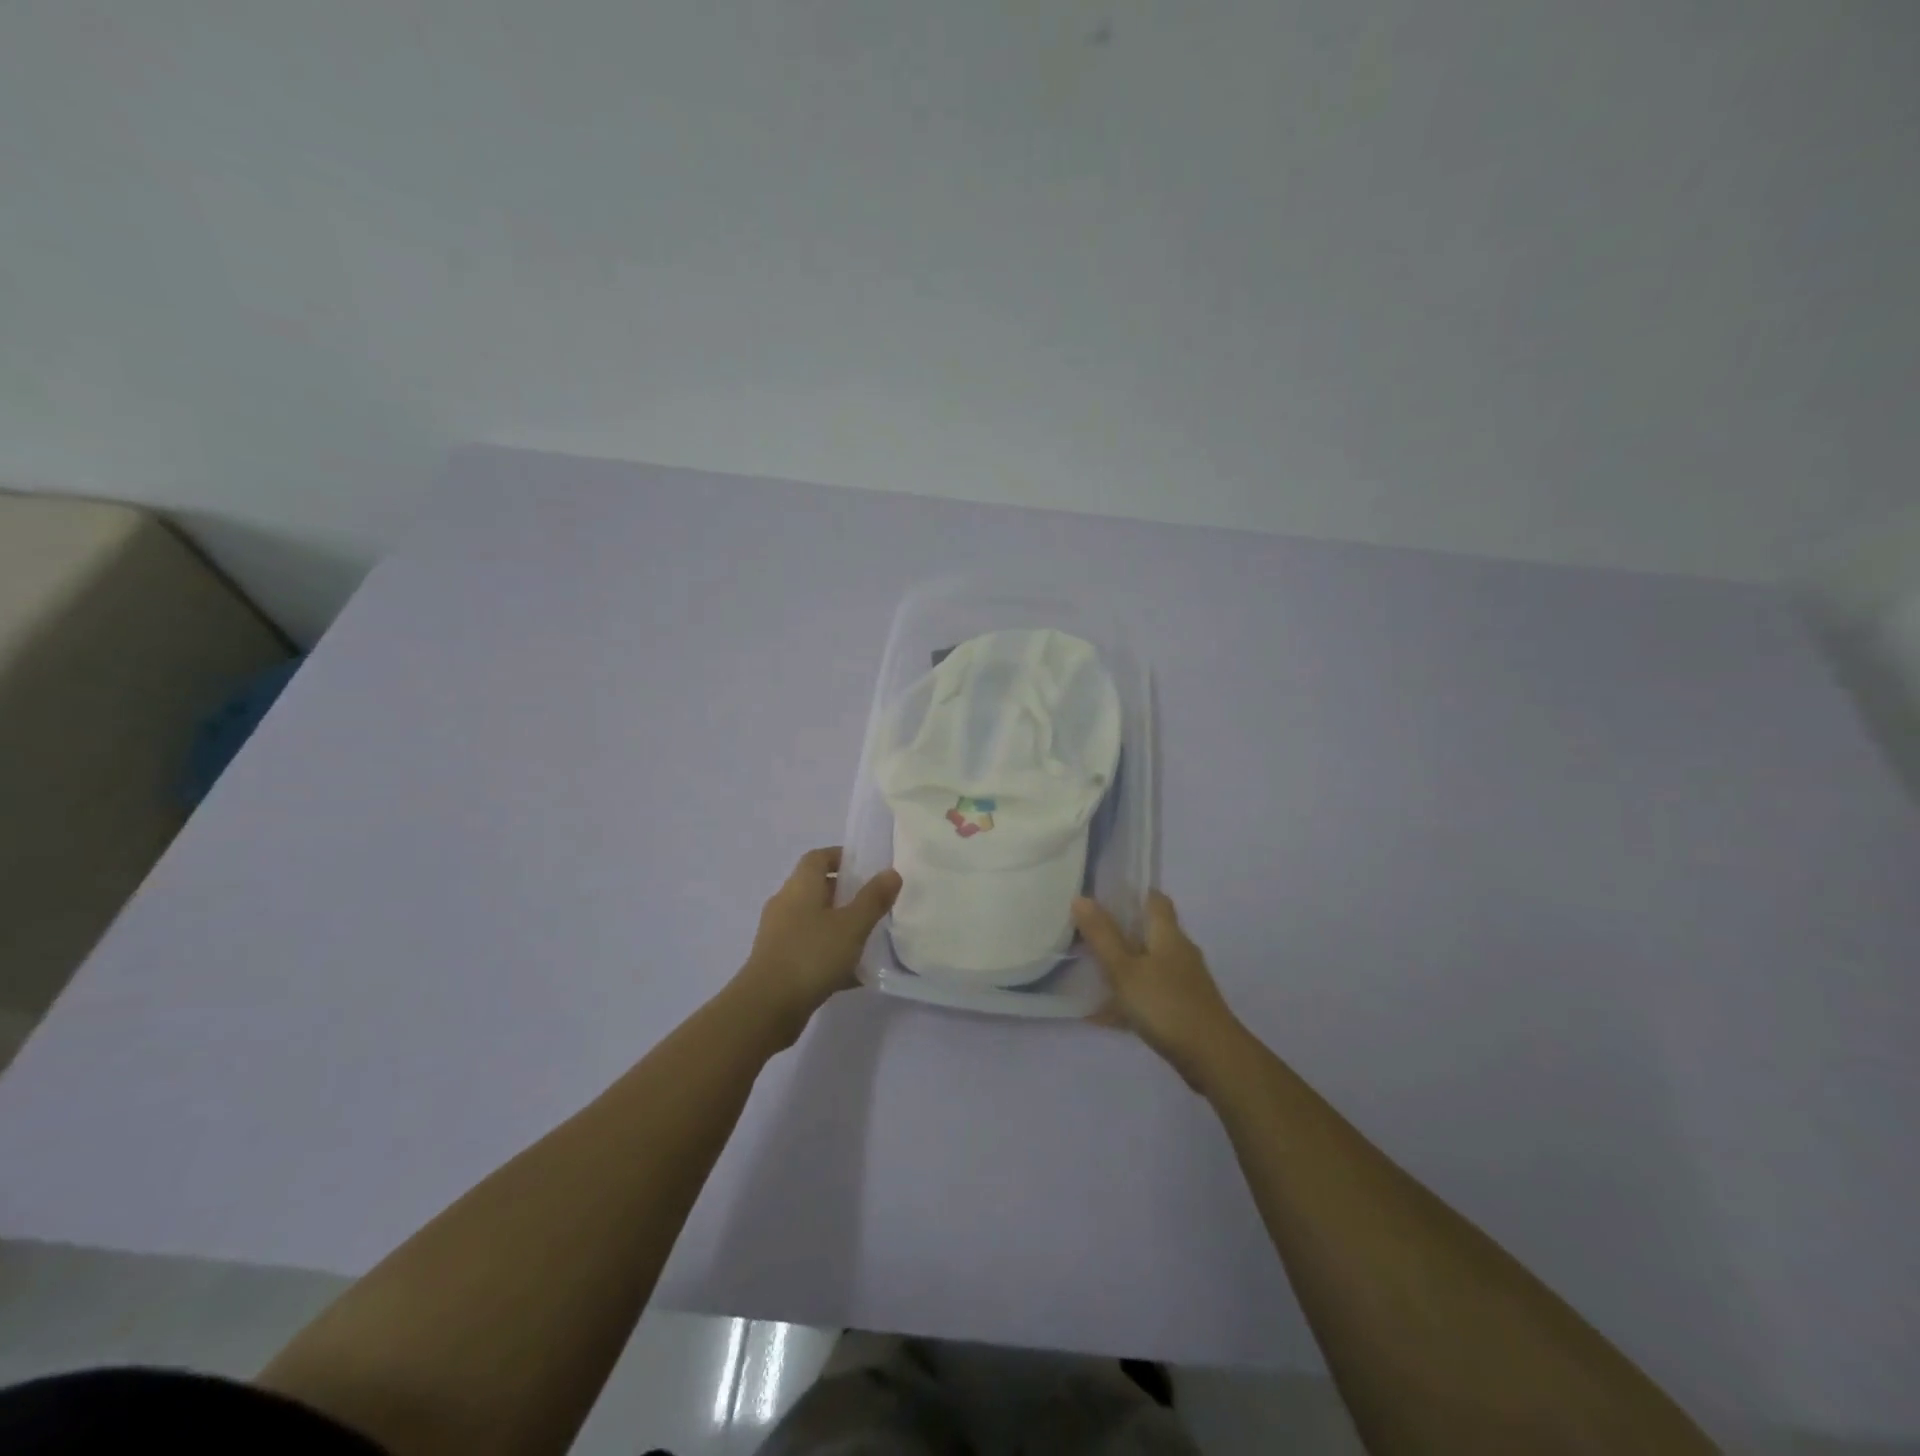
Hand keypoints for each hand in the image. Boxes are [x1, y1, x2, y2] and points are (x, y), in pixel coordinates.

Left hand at [732, 847, 901, 1045]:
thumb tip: (891, 872)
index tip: (867, 867)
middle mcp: (785, 905)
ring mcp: (779, 935)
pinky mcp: (779, 963)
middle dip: (845, 892)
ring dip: (839, 925)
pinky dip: (830, 954)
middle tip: (875, 902)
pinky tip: (855, 973)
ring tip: (869, 937)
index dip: (841, 856)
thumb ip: (873, 899)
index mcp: (800, 887)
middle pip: (816, 888)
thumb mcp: (851, 925)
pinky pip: (810, 949)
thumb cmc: (811, 955)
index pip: (818, 857)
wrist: (766, 1008)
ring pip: (814, 921)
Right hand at [1073, 891, 1241, 1090]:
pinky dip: (1128, 998)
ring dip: (1123, 966)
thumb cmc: (1165, 1004)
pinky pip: (1149, 994)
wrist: (1212, 1058)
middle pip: (1150, 932)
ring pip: (1148, 964)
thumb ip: (1102, 935)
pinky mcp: (1183, 1009)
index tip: (1105, 894)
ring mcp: (1183, 982)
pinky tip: (1101, 1015)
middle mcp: (1179, 953)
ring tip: (1089, 971)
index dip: (1134, 892)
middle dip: (1121, 931)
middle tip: (1087, 932)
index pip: (1155, 900)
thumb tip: (1081, 897)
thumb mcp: (1125, 969)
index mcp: (1168, 935)